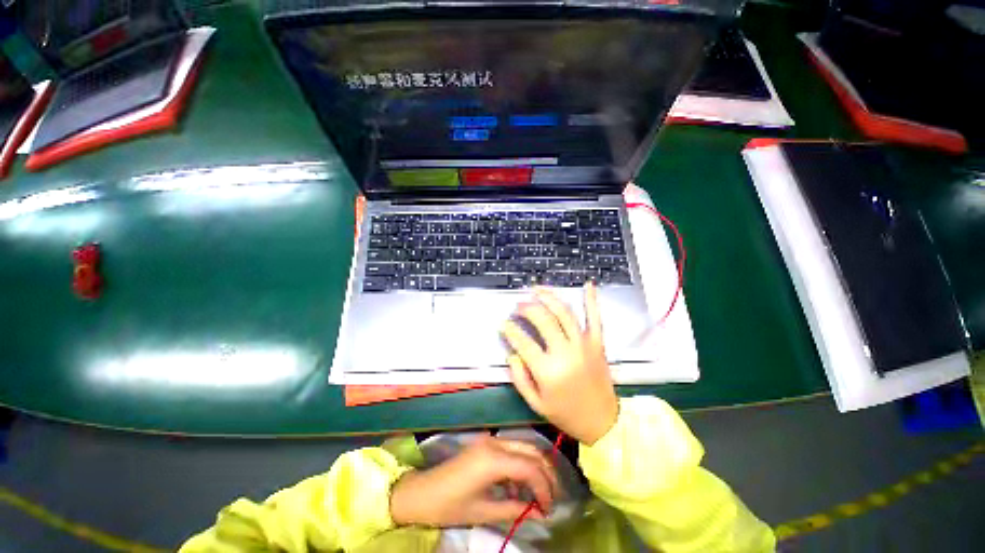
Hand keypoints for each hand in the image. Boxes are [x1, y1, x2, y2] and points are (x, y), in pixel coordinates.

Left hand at [390, 436, 557, 527]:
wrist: (422, 493)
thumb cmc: (450, 506)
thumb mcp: (484, 512)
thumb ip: (515, 509)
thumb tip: (541, 514)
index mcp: (493, 459)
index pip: (530, 467)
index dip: (545, 488)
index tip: (549, 509)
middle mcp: (495, 443)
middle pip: (531, 451)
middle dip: (546, 475)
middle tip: (551, 499)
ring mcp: (490, 441)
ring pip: (523, 448)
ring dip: (535, 469)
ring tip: (539, 495)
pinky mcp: (486, 444)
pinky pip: (511, 451)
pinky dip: (521, 466)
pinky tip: (519, 487)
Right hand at [501, 283, 618, 445]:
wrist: (604, 423)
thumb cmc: (566, 414)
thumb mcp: (535, 403)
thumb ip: (520, 378)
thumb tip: (512, 353)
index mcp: (548, 371)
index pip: (523, 342)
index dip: (510, 330)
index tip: (503, 323)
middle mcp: (566, 353)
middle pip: (543, 320)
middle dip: (527, 308)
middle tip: (518, 305)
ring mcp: (584, 345)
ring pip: (564, 313)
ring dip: (548, 297)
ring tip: (536, 289)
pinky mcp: (598, 343)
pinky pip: (595, 318)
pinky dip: (592, 300)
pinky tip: (588, 284)